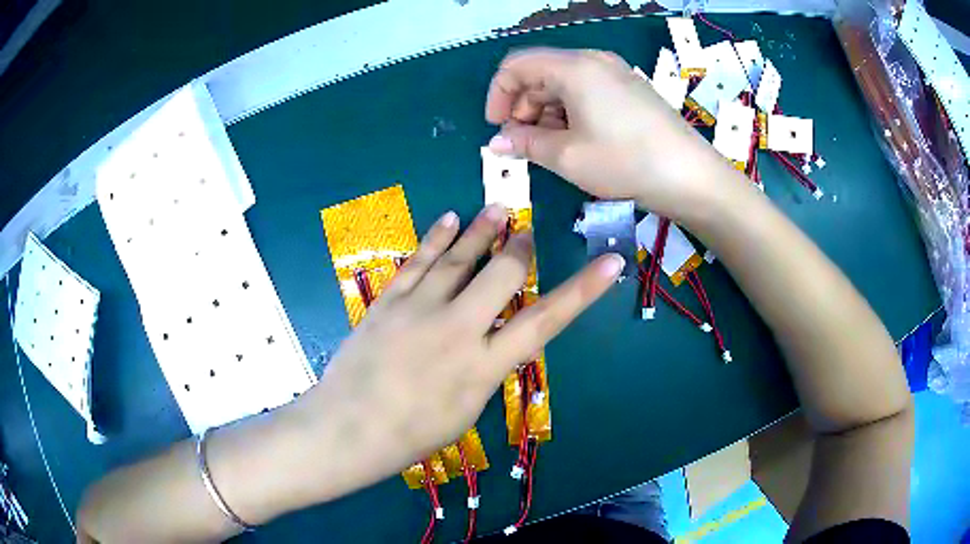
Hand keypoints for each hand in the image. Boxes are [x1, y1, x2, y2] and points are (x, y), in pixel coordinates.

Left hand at [307, 205, 623, 485]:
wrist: (348, 428)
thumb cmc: (411, 435)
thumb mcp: (466, 412)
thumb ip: (485, 370)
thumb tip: (493, 343)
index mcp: (484, 366)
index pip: (547, 321)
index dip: (584, 290)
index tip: (611, 262)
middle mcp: (458, 328)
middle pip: (502, 273)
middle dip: (521, 248)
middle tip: (527, 232)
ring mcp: (419, 309)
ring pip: (459, 257)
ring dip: (481, 229)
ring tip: (498, 209)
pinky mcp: (389, 301)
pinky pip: (417, 261)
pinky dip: (436, 237)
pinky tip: (448, 218)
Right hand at [485, 48, 736, 220]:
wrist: (692, 177)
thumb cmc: (626, 162)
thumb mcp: (568, 156)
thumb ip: (525, 144)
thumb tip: (497, 142)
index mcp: (573, 67)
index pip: (516, 66)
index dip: (498, 95)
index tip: (498, 129)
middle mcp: (593, 61)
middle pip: (540, 73)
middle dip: (522, 107)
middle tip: (523, 145)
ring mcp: (615, 73)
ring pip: (563, 83)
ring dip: (546, 112)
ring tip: (550, 148)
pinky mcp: (630, 90)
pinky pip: (587, 91)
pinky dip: (570, 112)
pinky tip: (577, 140)